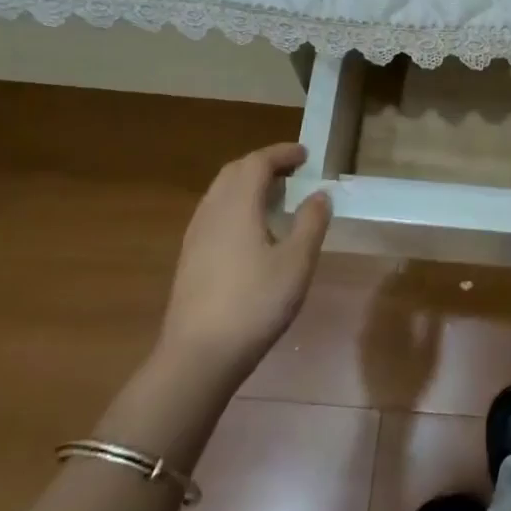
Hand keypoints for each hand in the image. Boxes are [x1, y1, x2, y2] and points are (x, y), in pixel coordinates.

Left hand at [155, 142, 331, 382]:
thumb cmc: (254, 304)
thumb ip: (311, 223)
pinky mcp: (190, 258)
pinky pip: (215, 213)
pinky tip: (252, 229)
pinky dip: (237, 204)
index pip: (257, 162)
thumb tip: (320, 194)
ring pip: (221, 192)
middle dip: (264, 164)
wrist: (198, 356)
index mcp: (237, 205)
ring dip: (248, 183)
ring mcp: (196, 235)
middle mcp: (212, 212)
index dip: (282, 153)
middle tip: (293, 171)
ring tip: (276, 196)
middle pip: (235, 172)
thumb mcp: (296, 263)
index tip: (306, 155)